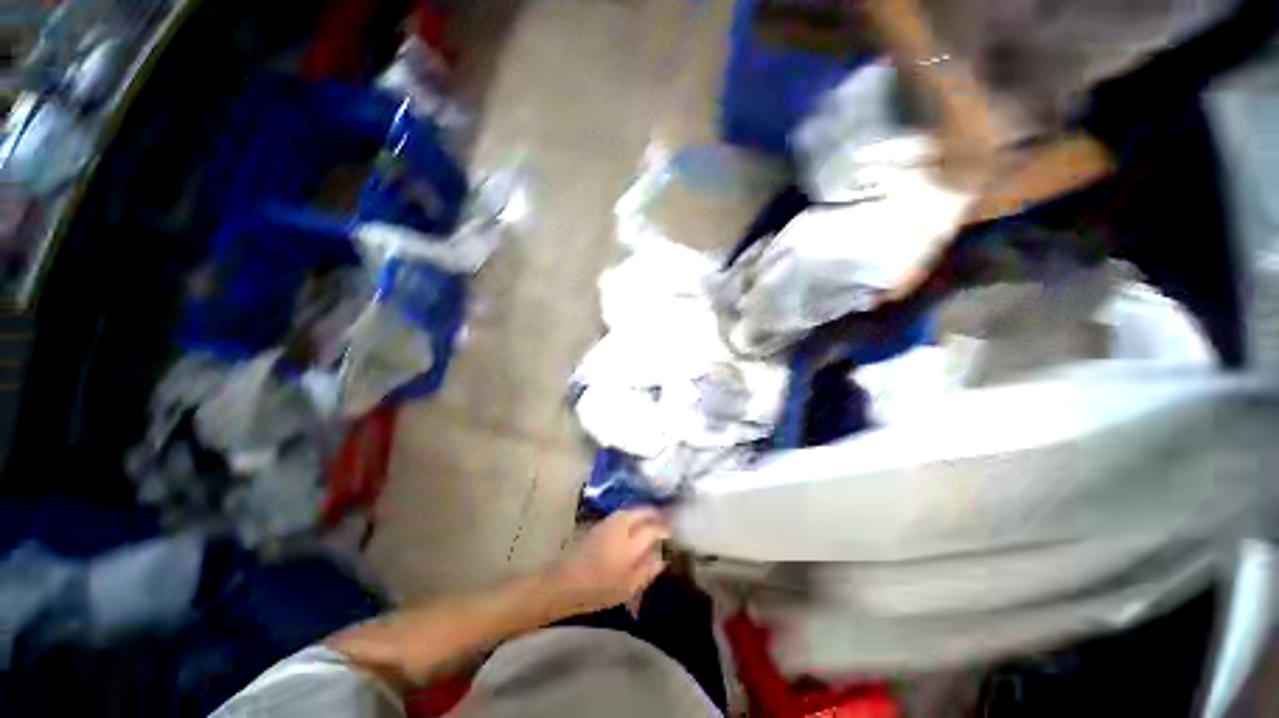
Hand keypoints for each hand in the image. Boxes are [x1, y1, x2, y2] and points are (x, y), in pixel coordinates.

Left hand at [549, 509, 669, 614]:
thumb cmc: (597, 590)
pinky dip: (633, 514)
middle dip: (657, 513)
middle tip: (667, 520)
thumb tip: (663, 558)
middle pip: (643, 511)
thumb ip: (648, 571)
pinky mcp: (600, 523)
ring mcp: (609, 522)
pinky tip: (635, 524)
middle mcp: (621, 526)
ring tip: (654, 519)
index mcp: (630, 543)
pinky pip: (623, 513)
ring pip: (632, 509)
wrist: (563, 582)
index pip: (654, 528)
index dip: (666, 529)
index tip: (675, 532)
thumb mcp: (628, 588)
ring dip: (645, 512)